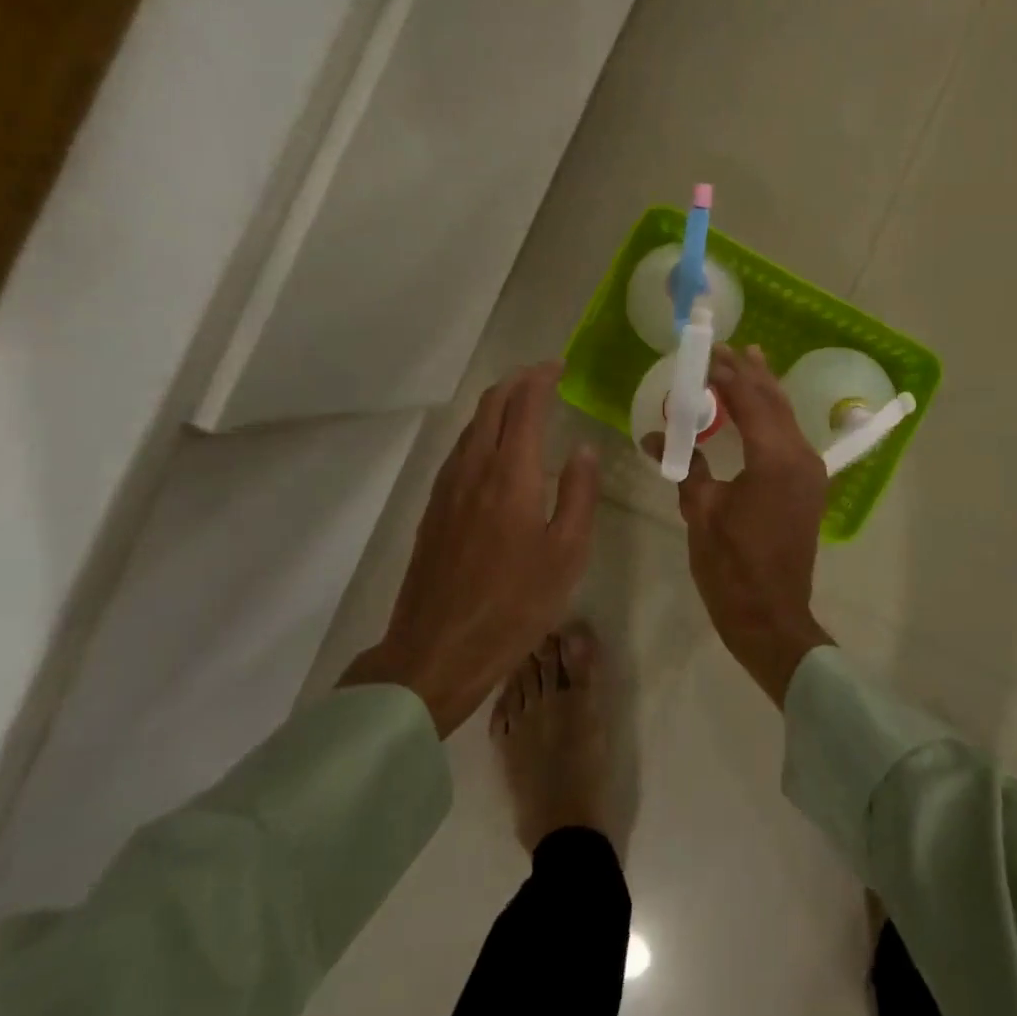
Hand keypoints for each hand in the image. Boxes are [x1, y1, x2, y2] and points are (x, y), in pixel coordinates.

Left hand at [341, 364, 598, 736]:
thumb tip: (583, 449)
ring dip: (496, 405)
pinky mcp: (433, 509)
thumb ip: (578, 494)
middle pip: (490, 405)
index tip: (559, 366)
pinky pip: (459, 450)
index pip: (524, 405)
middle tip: (543, 376)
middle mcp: (473, 468)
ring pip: (471, 426)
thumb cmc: (514, 604)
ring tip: (522, 406)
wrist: (436, 649)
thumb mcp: (567, 554)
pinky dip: (481, 431)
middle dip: (517, 381)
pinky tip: (493, 451)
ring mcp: (447, 488)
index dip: (541, 378)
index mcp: (510, 474)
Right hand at [649, 345, 833, 706]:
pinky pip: (790, 436)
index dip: (727, 374)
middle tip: (726, 347)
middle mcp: (799, 456)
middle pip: (774, 401)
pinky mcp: (809, 486)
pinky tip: (760, 408)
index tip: (705, 353)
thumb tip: (656, 436)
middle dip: (750, 372)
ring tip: (750, 360)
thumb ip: (685, 466)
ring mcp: (810, 471)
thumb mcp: (700, 512)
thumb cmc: (731, 566)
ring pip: (787, 416)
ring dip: (765, 389)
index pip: (749, 400)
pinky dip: (773, 415)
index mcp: (773, 458)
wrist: (771, 616)